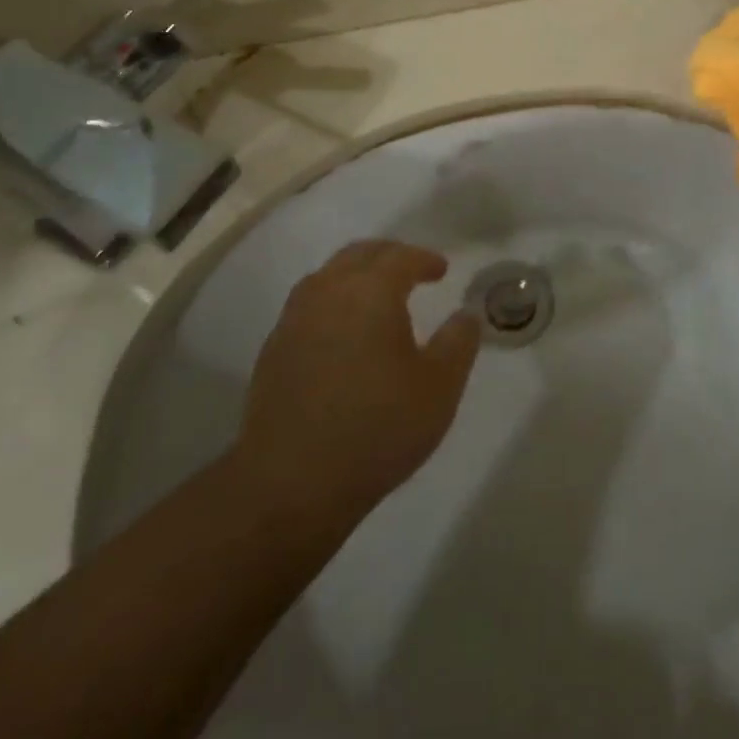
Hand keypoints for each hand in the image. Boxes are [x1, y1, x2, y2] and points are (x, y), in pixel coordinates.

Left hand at [235, 241, 479, 522]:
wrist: (291, 483)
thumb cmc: (378, 428)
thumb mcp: (440, 387)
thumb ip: (459, 342)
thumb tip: (465, 315)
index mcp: (370, 292)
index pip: (400, 257)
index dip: (424, 259)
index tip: (441, 271)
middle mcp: (328, 293)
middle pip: (359, 255)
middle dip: (388, 256)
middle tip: (411, 271)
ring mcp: (294, 321)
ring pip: (328, 276)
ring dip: (356, 275)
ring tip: (376, 297)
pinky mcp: (273, 351)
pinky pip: (308, 305)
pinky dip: (332, 302)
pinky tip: (343, 332)